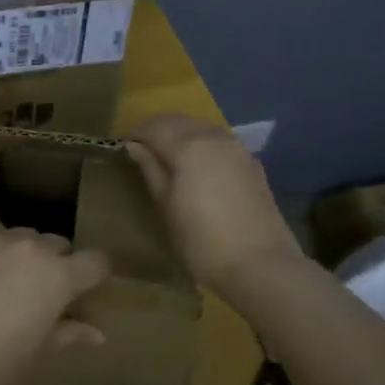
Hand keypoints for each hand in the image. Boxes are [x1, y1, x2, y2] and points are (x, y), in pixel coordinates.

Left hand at [0, 215, 110, 384]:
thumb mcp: (38, 352)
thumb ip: (69, 333)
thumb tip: (97, 333)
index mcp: (60, 277)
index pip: (97, 261)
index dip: (96, 274)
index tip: (87, 290)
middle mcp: (34, 249)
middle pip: (59, 245)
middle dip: (58, 264)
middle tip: (42, 294)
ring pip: (25, 234)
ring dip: (26, 251)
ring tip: (10, 277)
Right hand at [125, 114, 302, 298]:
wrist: (260, 264)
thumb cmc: (201, 240)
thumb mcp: (166, 206)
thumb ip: (150, 170)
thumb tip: (134, 146)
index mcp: (188, 145)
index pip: (154, 126)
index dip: (136, 134)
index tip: (123, 148)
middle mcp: (214, 137)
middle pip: (179, 121)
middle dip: (158, 130)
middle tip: (143, 151)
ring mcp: (237, 148)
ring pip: (202, 128)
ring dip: (182, 134)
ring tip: (168, 158)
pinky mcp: (252, 163)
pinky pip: (220, 142)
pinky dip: (202, 145)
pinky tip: (198, 167)